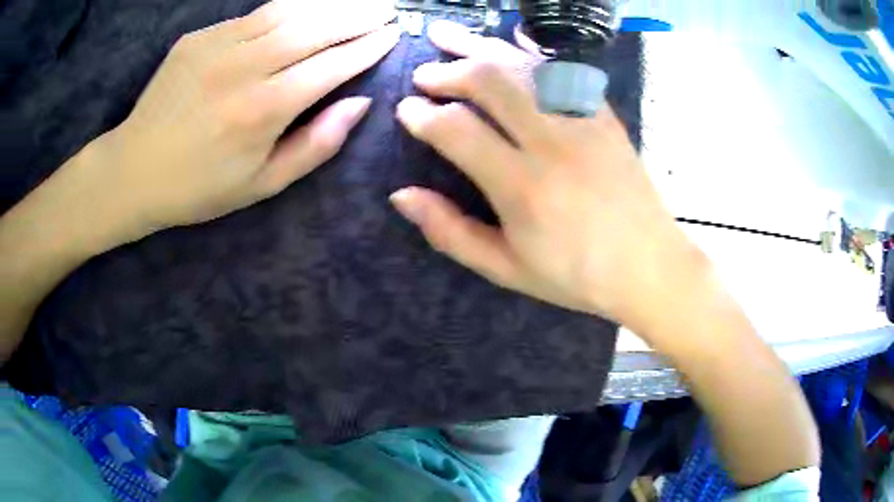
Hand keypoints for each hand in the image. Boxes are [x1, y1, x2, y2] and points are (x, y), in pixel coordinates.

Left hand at [76, 0, 398, 243]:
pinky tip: (308, 8)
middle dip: (360, 15)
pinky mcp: (199, 37)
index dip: (368, 47)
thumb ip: (315, 144)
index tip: (393, 35)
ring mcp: (218, 46)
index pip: (332, 65)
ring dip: (331, 3)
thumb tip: (359, 104)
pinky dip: (290, 7)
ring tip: (360, 0)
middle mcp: (245, 68)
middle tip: (388, 9)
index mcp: (264, 110)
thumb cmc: (198, 187)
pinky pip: (255, 14)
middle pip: (316, 27)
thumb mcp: (263, 184)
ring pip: (289, 10)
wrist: (133, 171)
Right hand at [391, 21, 705, 333]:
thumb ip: (450, 232)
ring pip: (523, 65)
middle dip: (447, 70)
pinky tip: (505, 45)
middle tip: (424, 75)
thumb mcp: (506, 268)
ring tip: (447, 37)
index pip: (457, 130)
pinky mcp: (603, 115)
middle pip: (490, 81)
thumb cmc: (577, 276)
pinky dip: (525, 51)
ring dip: (479, 47)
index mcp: (523, 187)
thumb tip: (401, 195)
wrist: (650, 266)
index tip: (406, 110)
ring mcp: (583, 122)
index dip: (422, 115)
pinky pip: (560, 69)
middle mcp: (552, 143)